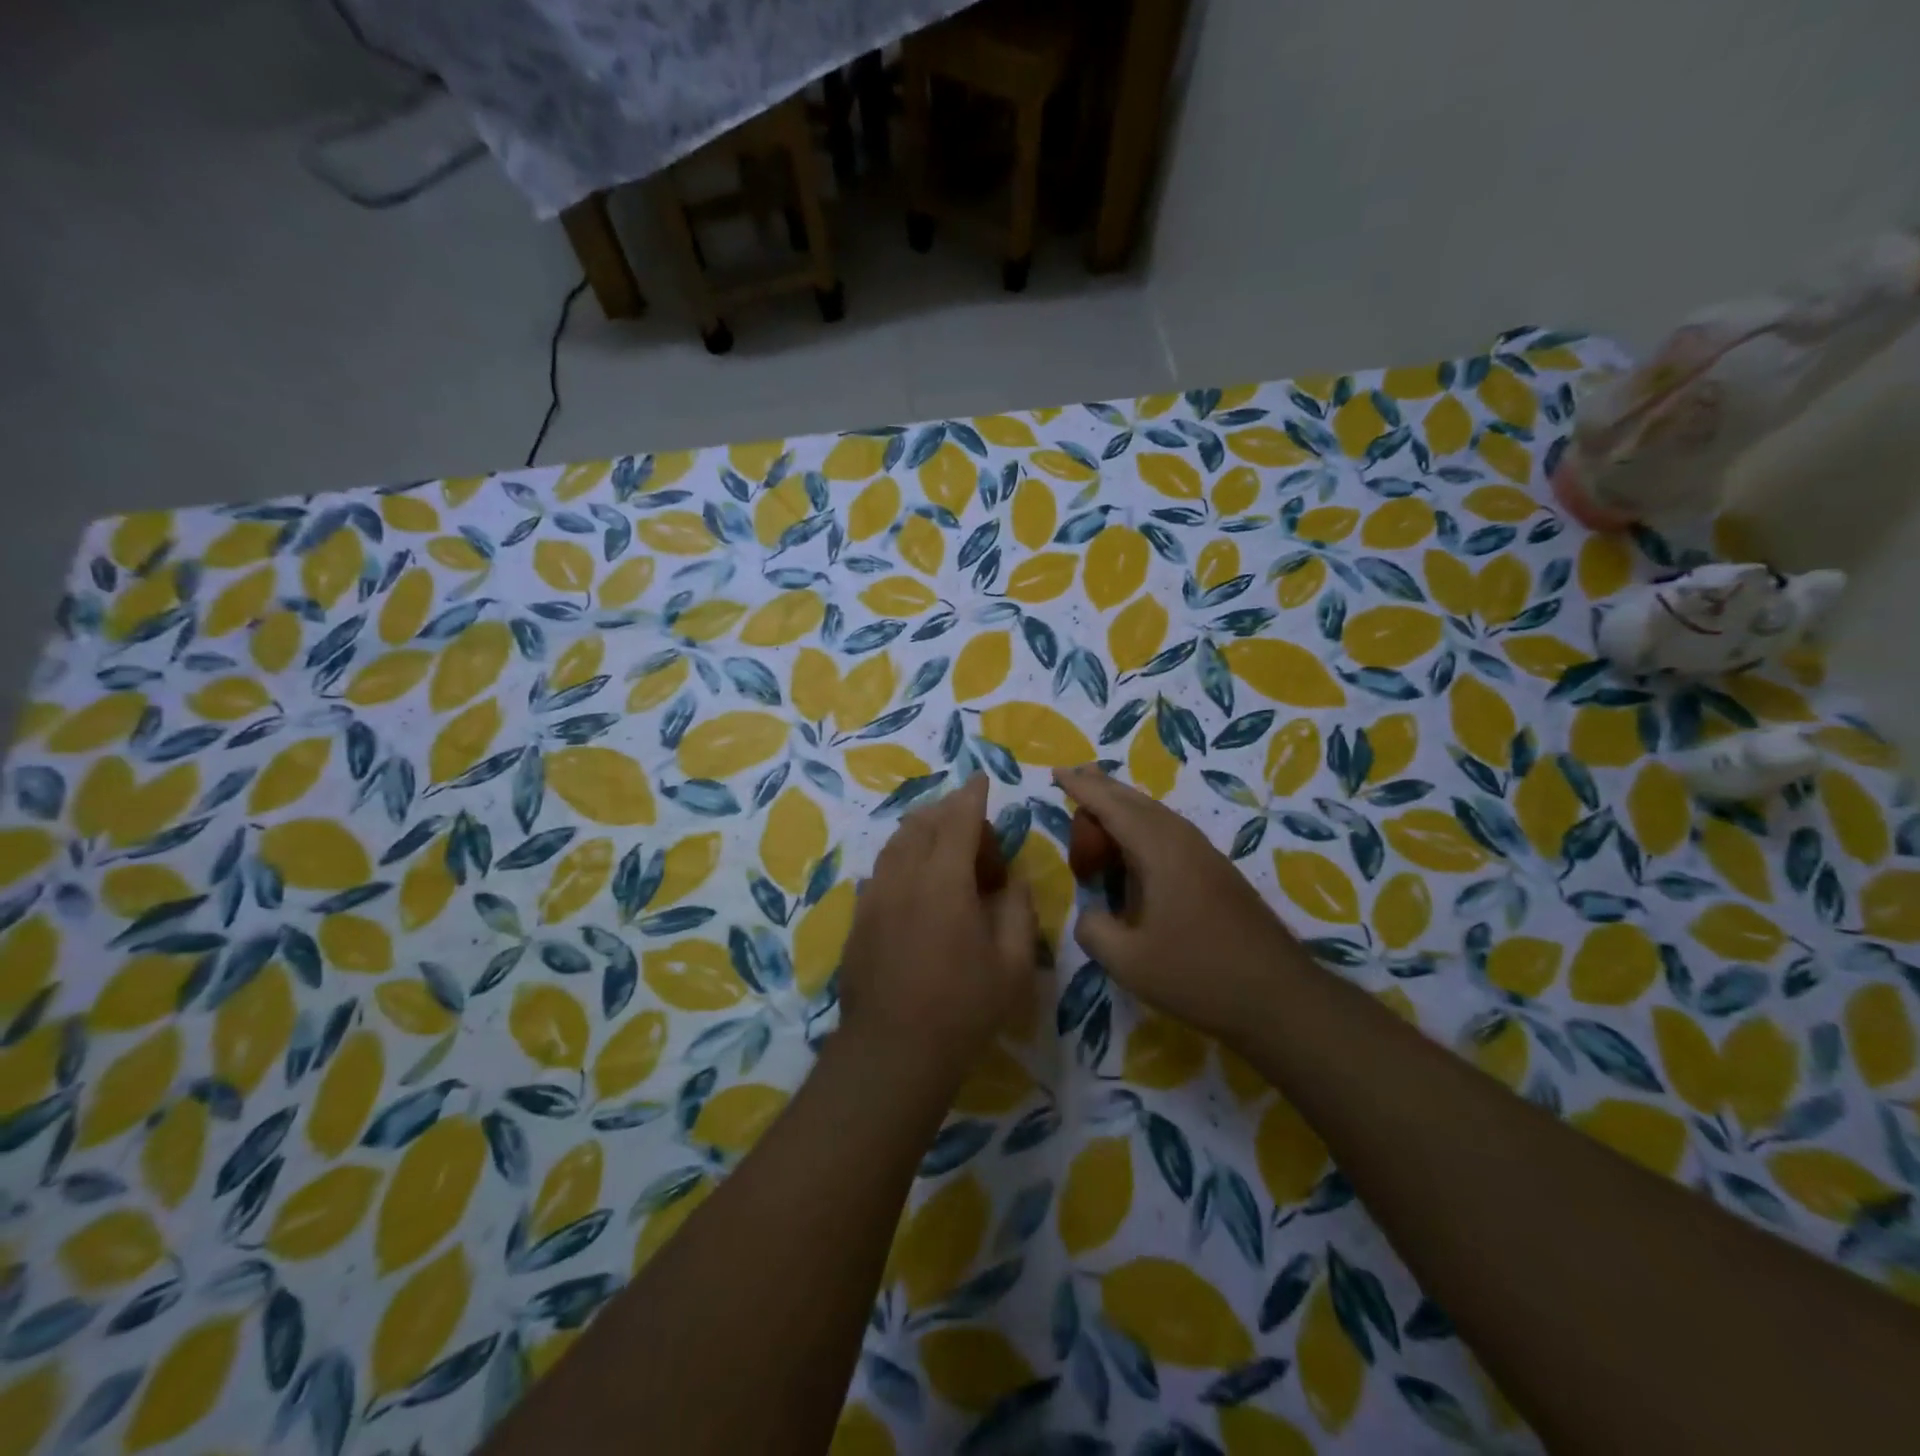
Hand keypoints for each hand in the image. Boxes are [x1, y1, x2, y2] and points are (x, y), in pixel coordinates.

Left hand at [836, 776, 1038, 1091]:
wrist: (892, 1051)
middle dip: (950, 814)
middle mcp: (904, 876)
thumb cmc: (963, 1008)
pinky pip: (882, 871)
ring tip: (944, 849)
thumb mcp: (1012, 963)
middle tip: (976, 836)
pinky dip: (902, 860)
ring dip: (923, 833)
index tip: (980, 779)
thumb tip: (1013, 879)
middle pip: (923, 823)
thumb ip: (1017, 909)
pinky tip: (915, 884)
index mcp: (945, 880)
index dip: (972, 795)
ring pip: (897, 843)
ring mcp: (875, 896)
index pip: (959, 819)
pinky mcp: (859, 918)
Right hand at [1056, 764, 1302, 1040]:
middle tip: (1072, 776)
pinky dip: (1139, 827)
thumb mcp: (1128, 961)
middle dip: (1101, 788)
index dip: (1081, 788)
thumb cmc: (1198, 974)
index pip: (1111, 805)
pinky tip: (1132, 846)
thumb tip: (1089, 912)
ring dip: (1122, 807)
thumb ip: (1093, 929)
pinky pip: (1167, 832)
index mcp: (1158, 850)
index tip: (1056, 772)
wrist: (1279, 996)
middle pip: (1134, 800)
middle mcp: (1182, 840)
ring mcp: (1203, 854)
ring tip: (1096, 803)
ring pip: (1154, 814)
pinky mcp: (1215, 872)